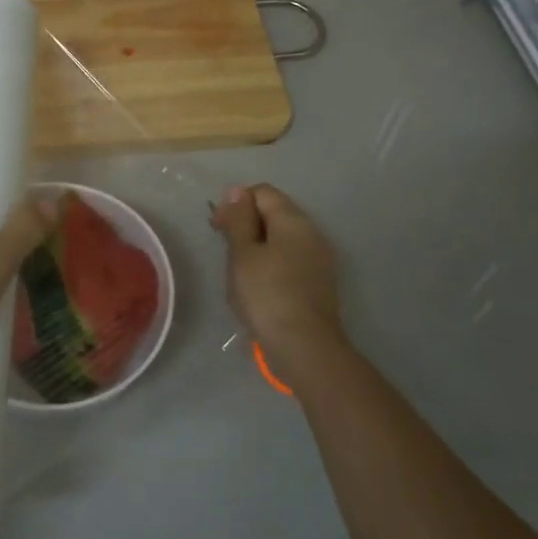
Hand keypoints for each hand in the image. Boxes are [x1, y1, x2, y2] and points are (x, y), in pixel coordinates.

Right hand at [211, 184, 350, 391]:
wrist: (305, 346)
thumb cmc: (266, 294)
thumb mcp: (243, 253)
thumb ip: (239, 219)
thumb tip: (237, 191)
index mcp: (293, 220)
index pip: (262, 192)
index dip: (236, 202)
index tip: (217, 227)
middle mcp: (312, 232)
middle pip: (275, 213)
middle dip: (247, 224)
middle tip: (226, 250)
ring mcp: (320, 258)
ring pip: (283, 238)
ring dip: (259, 246)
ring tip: (239, 271)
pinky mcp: (320, 282)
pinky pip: (292, 259)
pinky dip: (273, 264)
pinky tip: (260, 287)